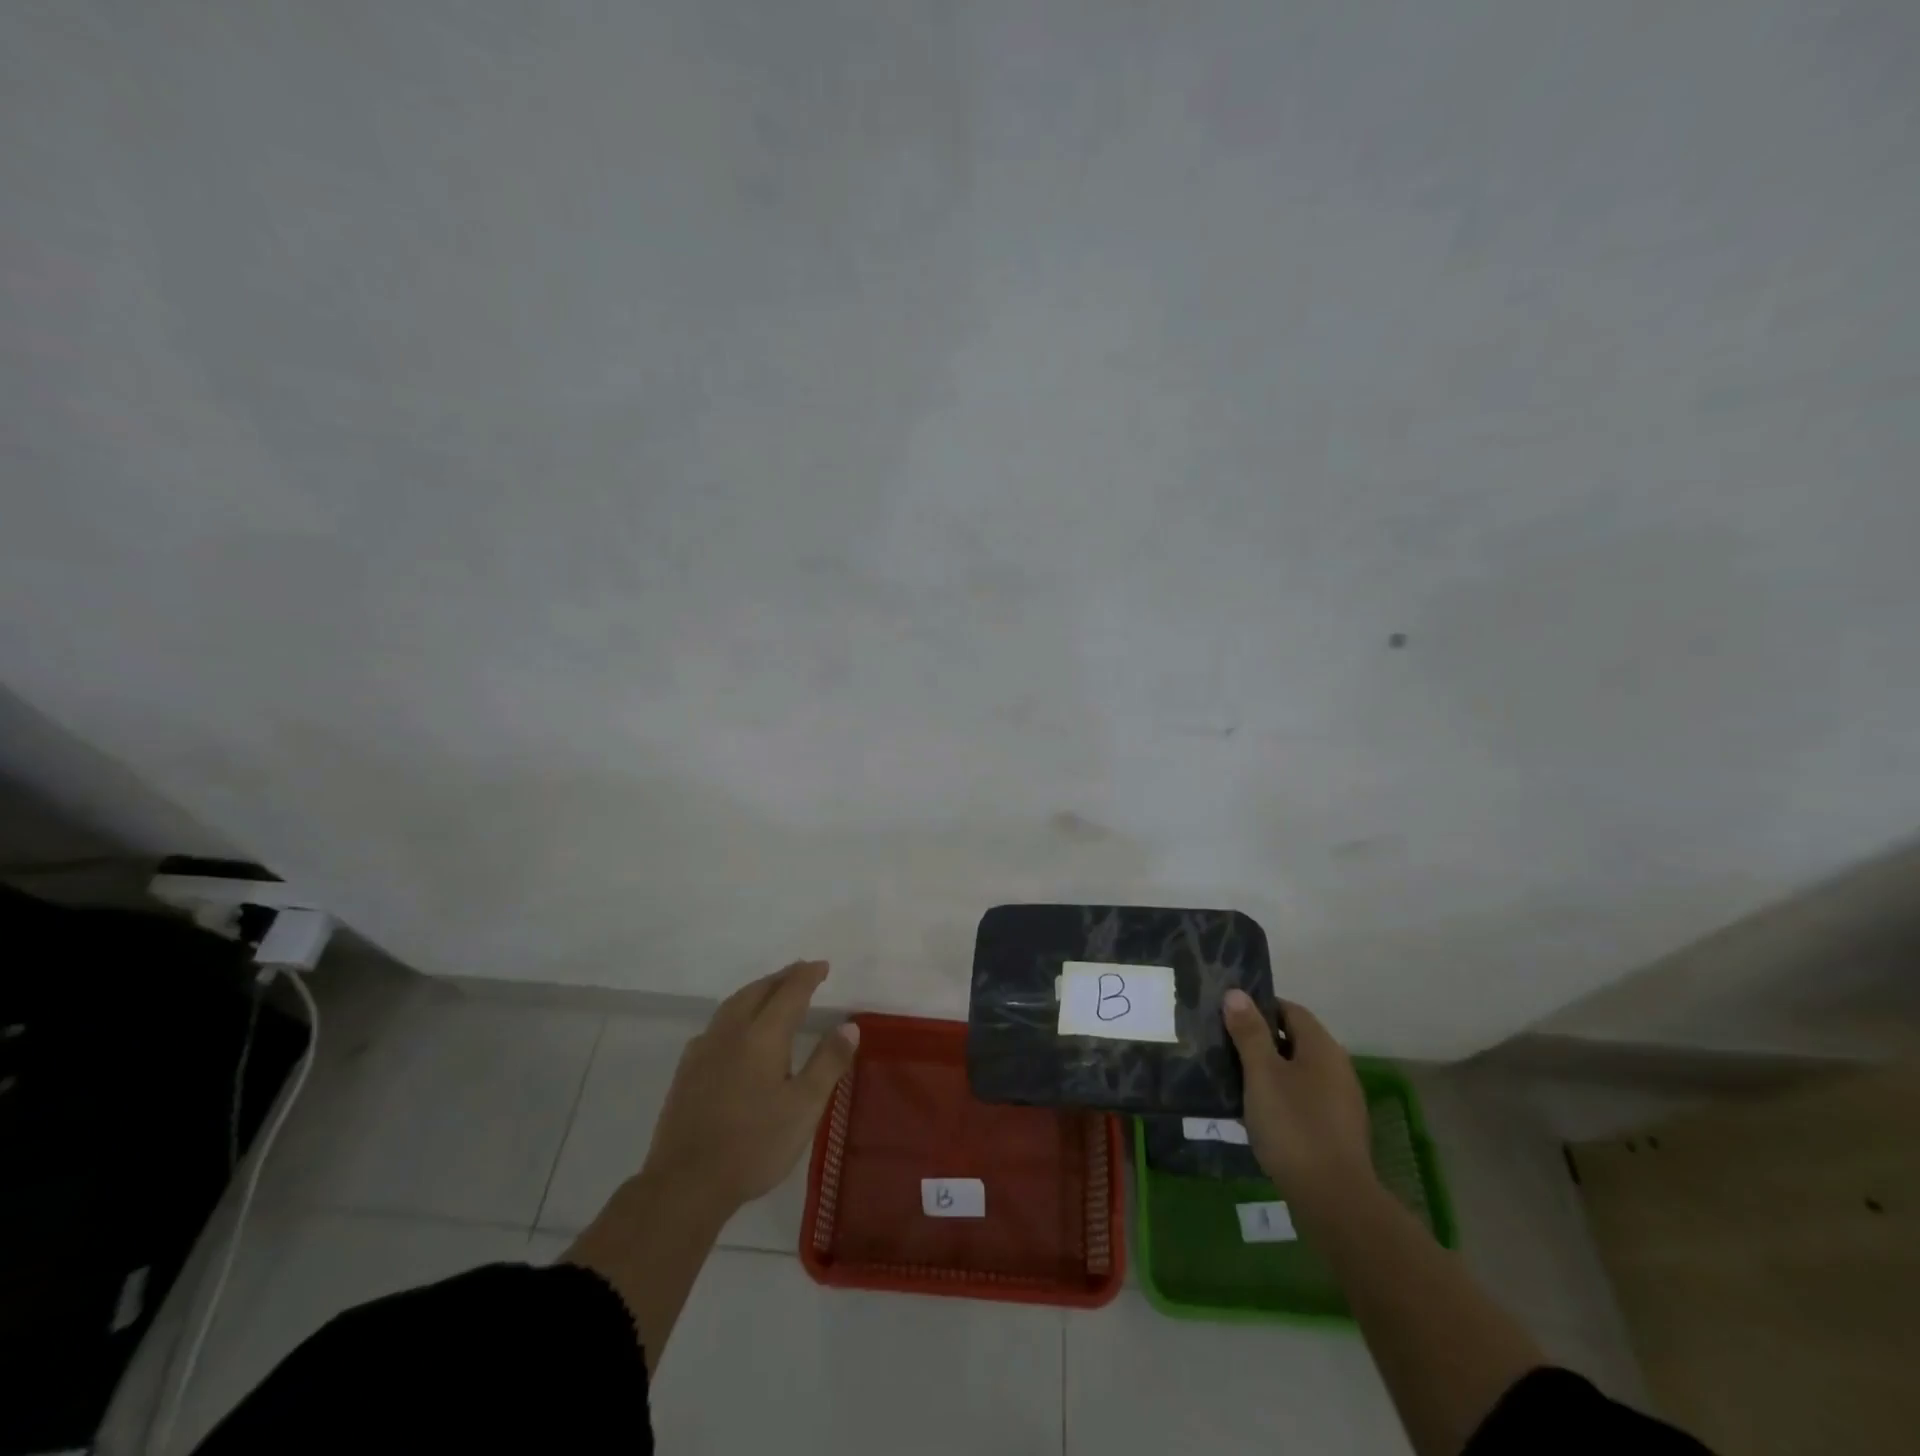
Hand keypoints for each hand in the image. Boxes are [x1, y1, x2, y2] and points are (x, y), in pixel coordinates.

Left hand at [642, 960, 859, 1211]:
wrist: (685, 1184)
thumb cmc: (754, 1145)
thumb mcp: (804, 1107)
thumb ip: (828, 1062)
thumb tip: (849, 1025)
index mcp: (763, 1036)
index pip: (789, 992)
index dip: (807, 976)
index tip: (822, 966)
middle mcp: (731, 1032)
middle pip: (758, 991)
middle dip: (781, 978)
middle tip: (801, 972)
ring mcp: (704, 1050)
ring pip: (733, 1004)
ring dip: (757, 990)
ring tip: (771, 991)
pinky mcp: (687, 1071)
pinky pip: (716, 1025)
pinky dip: (735, 1013)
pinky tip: (735, 1030)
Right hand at [1222, 990, 1375, 1211]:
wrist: (1335, 1199)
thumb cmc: (1294, 1125)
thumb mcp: (1262, 1074)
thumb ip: (1249, 1032)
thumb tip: (1237, 993)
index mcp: (1322, 1047)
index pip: (1290, 1010)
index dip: (1259, 1008)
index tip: (1228, 1017)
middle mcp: (1338, 1067)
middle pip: (1296, 1040)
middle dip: (1261, 1040)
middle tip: (1226, 1048)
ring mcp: (1342, 1101)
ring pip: (1300, 1071)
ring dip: (1271, 1071)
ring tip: (1237, 1080)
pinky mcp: (1339, 1130)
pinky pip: (1305, 1098)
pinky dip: (1283, 1096)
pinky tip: (1261, 1114)